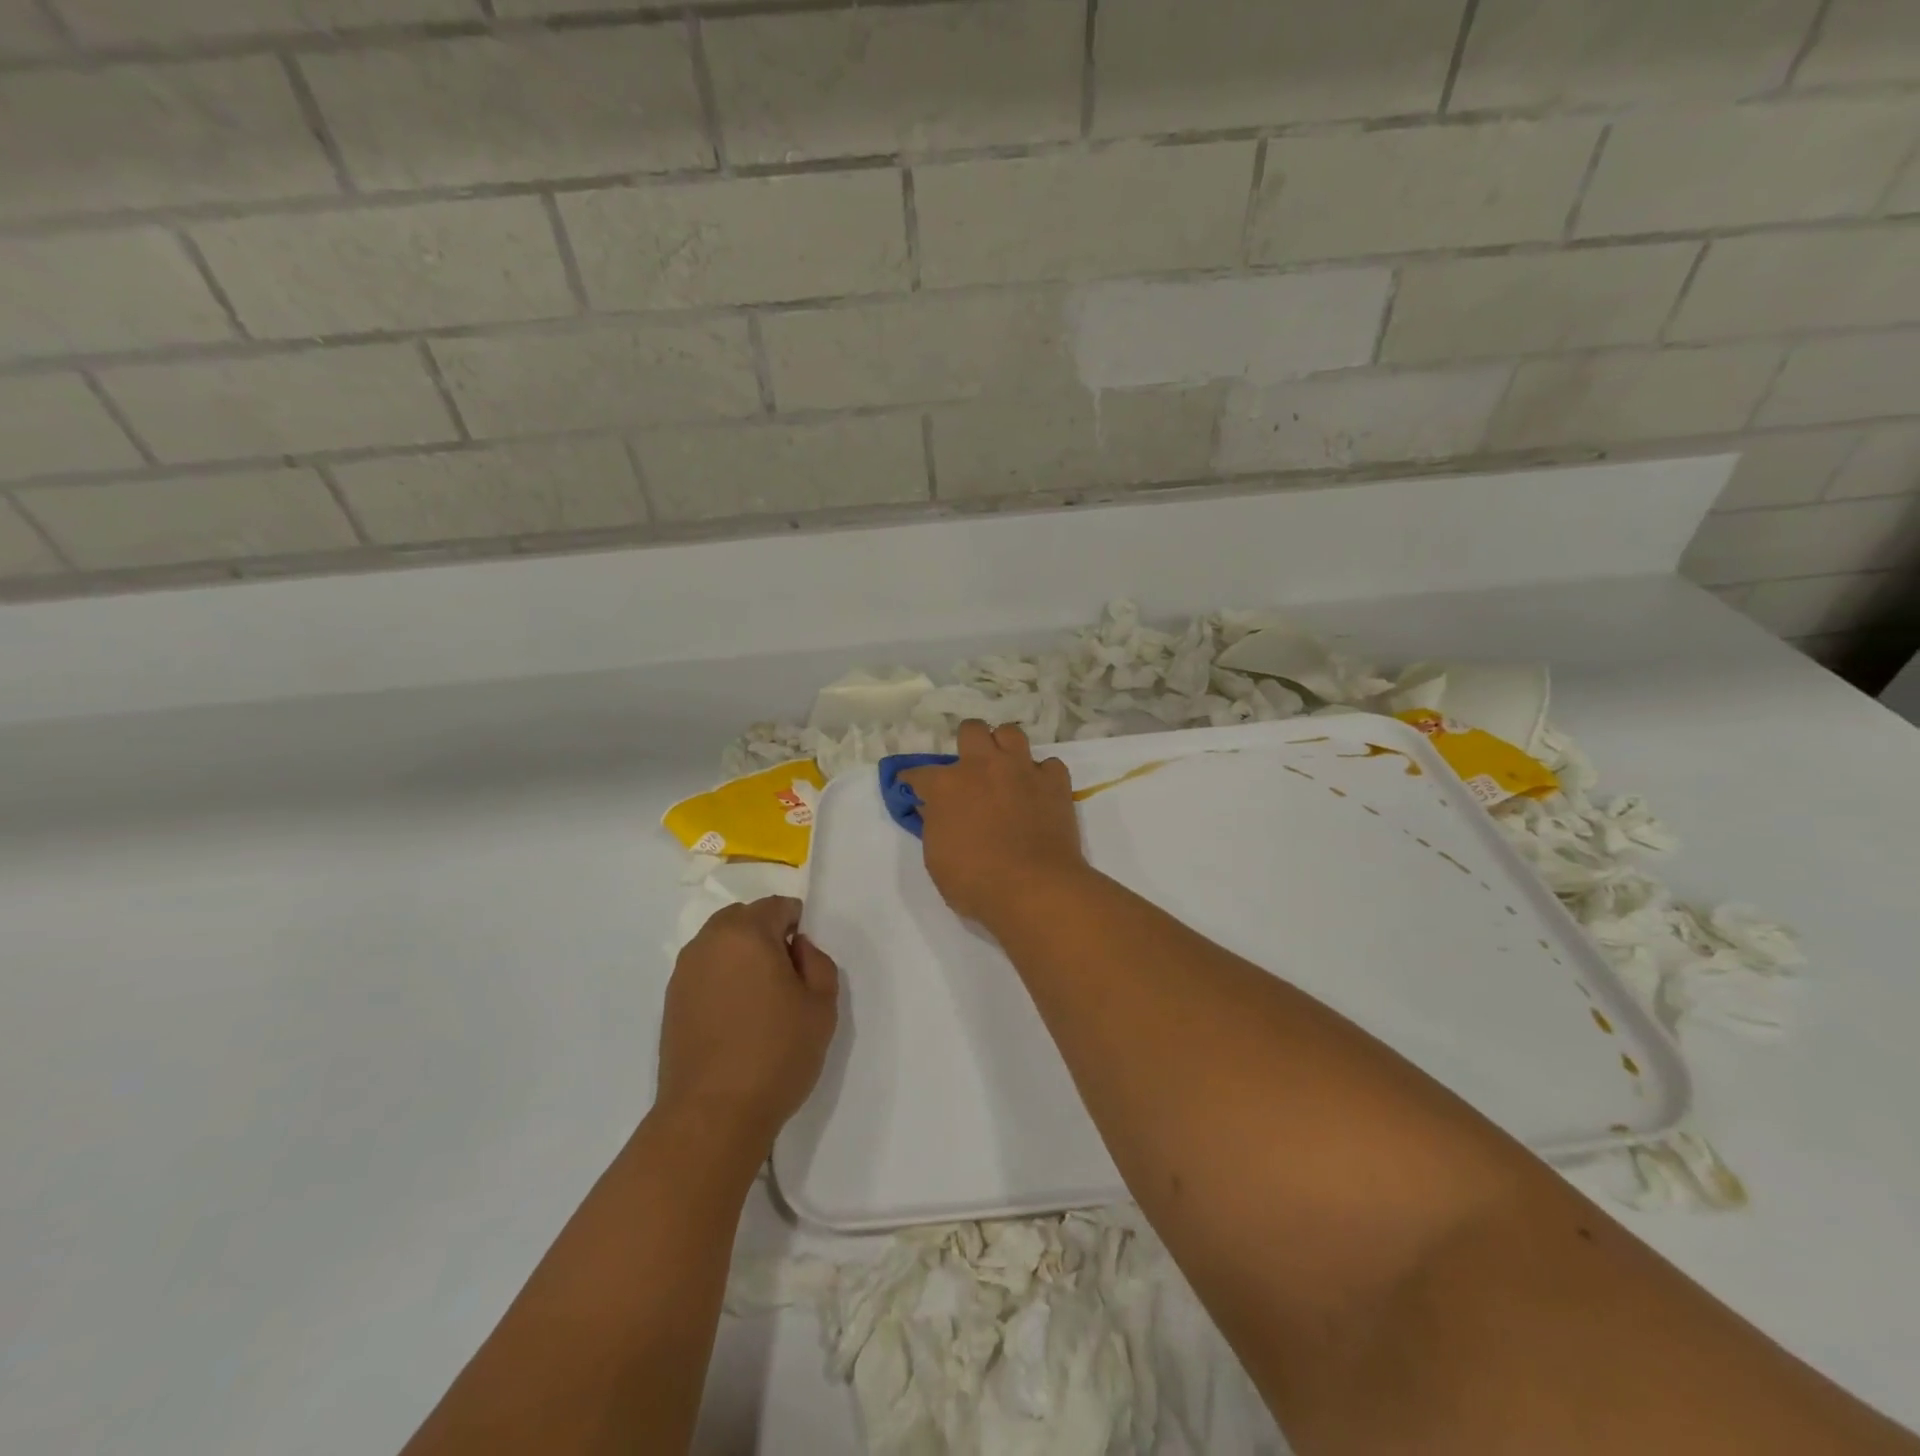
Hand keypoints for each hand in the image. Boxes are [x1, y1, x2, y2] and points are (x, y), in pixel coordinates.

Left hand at [655, 897, 838, 1148]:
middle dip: (765, 932)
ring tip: (760, 996)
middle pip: (742, 918)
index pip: (776, 906)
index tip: (805, 957)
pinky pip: (704, 971)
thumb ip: (818, 963)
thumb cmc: (776, 1054)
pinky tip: (736, 1015)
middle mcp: (709, 943)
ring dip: (741, 955)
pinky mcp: (671, 1002)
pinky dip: (722, 977)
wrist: (712, 1115)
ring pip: (719, 943)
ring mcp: (684, 972)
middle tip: (785, 973)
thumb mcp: (821, 1006)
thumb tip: (797, 947)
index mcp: (746, 933)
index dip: (796, 922)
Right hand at [902, 720, 1088, 925]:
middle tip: (970, 770)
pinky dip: (1042, 775)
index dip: (913, 782)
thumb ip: (933, 825)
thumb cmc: (975, 882)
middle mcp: (983, 766)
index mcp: (947, 785)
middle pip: (971, 730)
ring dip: (1005, 748)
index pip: (919, 773)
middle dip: (967, 744)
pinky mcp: (1055, 782)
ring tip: (1005, 769)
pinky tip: (1038, 791)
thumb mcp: (936, 859)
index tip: (914, 790)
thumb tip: (932, 809)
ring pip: (1011, 733)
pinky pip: (1049, 764)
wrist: (1034, 889)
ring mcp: (1022, 770)